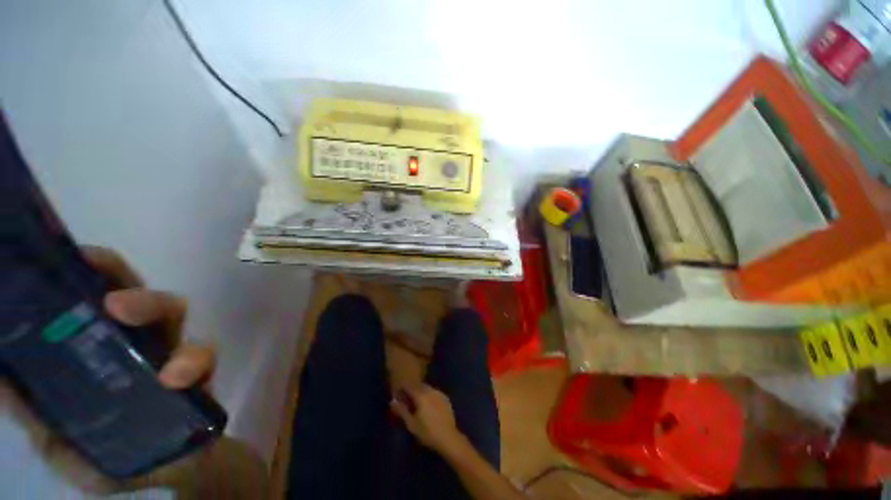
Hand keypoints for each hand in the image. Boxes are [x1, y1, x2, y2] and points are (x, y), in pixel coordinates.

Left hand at [0, 246, 215, 492]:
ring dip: (164, 321)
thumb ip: (30, 408)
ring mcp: (171, 353)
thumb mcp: (57, 437)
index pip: (99, 296)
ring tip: (142, 334)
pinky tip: (177, 378)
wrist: (163, 474)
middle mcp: (138, 340)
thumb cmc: (106, 453)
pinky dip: (192, 361)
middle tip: (116, 304)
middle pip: (143, 296)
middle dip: (133, 291)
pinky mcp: (200, 373)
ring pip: (177, 316)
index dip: (94, 271)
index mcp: (103, 346)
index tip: (78, 256)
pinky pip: (203, 356)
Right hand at [390, 384, 467, 455]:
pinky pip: (434, 393)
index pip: (409, 386)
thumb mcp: (411, 424)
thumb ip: (402, 411)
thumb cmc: (427, 432)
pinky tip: (428, 406)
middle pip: (419, 386)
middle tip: (407, 400)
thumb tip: (393, 401)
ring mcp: (439, 393)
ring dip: (421, 392)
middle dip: (412, 390)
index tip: (398, 394)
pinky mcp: (445, 398)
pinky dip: (429, 396)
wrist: (448, 437)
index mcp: (421, 395)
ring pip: (427, 389)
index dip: (402, 389)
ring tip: (417, 403)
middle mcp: (430, 390)